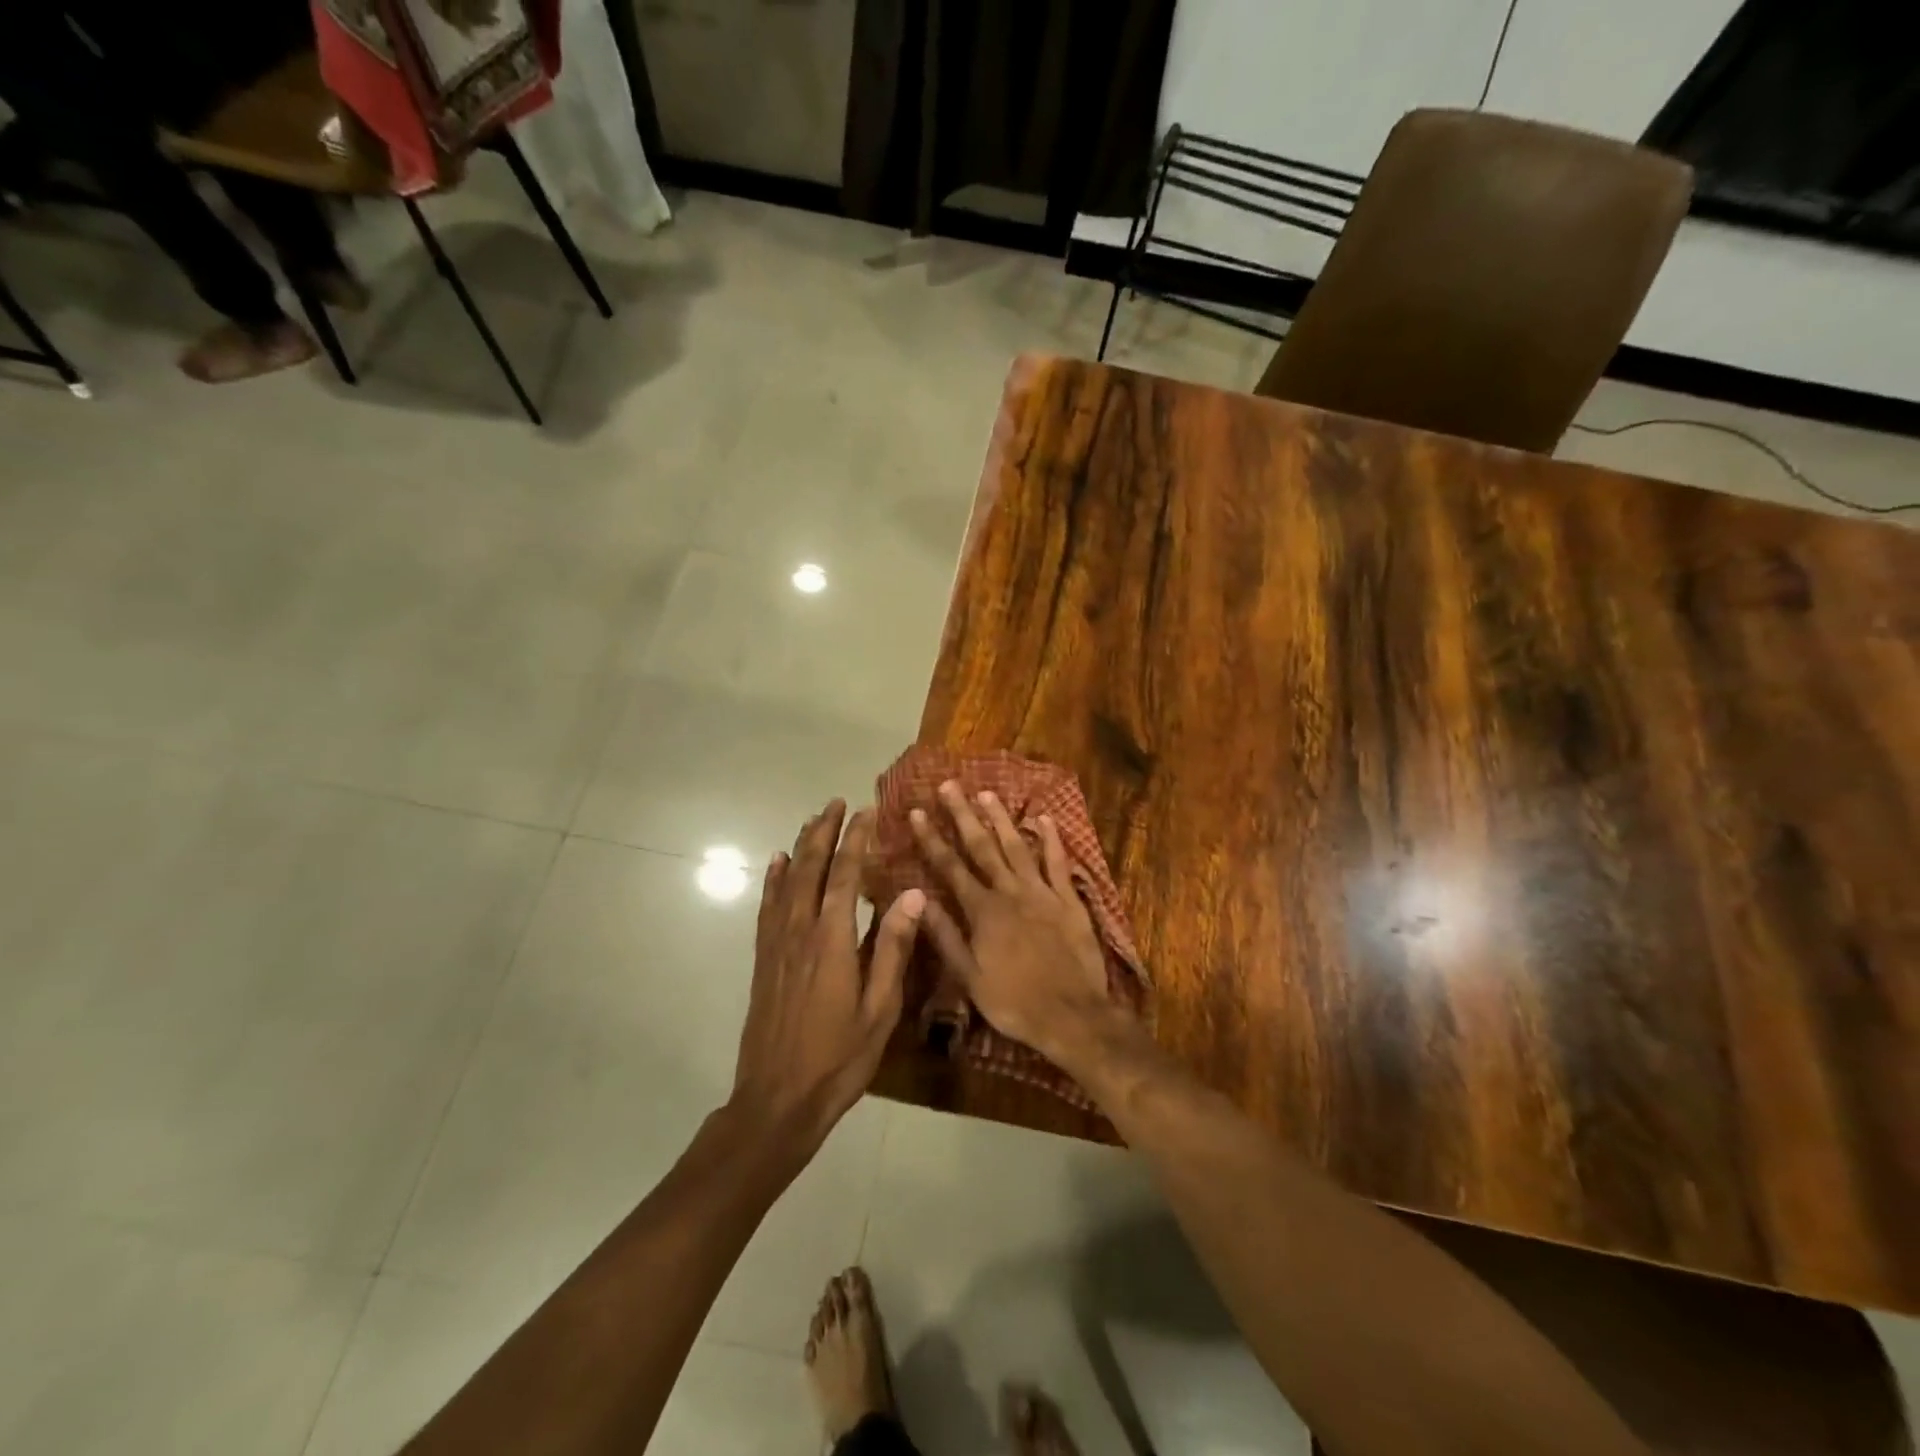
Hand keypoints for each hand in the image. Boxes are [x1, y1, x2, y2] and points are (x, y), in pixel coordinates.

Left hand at [731, 801, 925, 1154]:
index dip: (856, 840)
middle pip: (810, 868)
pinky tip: (776, 863)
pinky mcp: (763, 960)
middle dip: (824, 832)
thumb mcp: (880, 1009)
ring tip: (812, 820)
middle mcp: (799, 932)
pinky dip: (772, 880)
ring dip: (800, 847)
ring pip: (786, 881)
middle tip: (837, 802)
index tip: (867, 812)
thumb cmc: (839, 1059)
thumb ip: (893, 948)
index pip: (846, 875)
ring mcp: (776, 945)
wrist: (777, 1100)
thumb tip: (912, 894)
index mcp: (832, 941)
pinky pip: (767, 907)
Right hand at [910, 781, 1123, 1065]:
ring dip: (1001, 819)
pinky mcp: (1069, 899)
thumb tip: (919, 899)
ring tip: (987, 793)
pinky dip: (1051, 839)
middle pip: (982, 847)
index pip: (950, 867)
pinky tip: (1043, 818)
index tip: (917, 812)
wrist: (1072, 1015)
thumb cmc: (1014, 1001)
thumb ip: (945, 935)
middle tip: (950, 785)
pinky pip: (1058, 863)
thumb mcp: (969, 977)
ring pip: (1017, 847)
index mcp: (982, 911)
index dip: (932, 839)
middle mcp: (1009, 892)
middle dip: (963, 815)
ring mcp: (1042, 892)